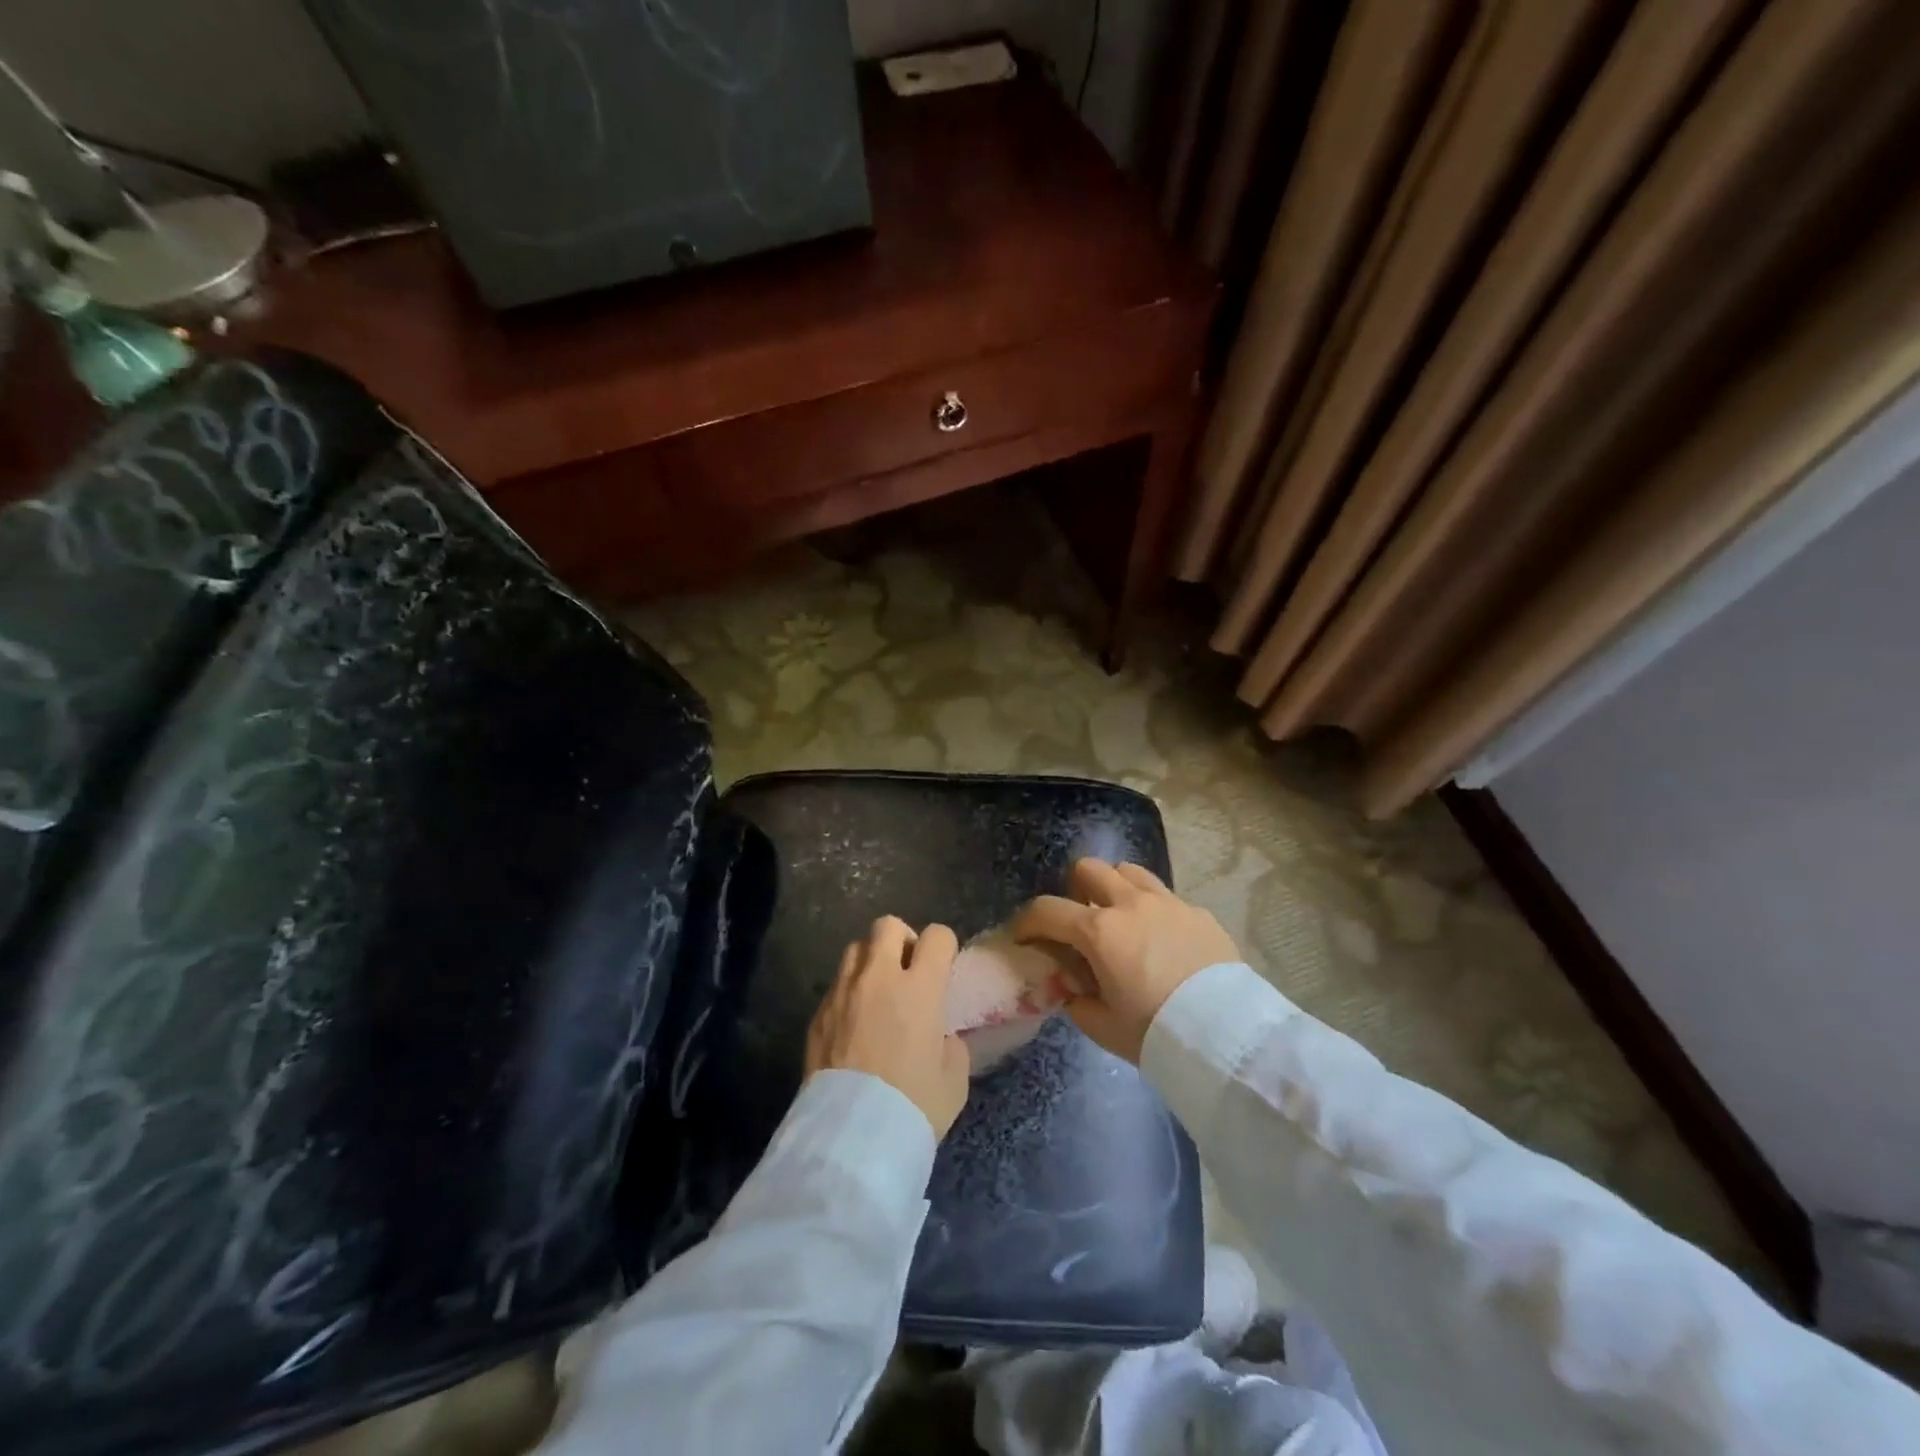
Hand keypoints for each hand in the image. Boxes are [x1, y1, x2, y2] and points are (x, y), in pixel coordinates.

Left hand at [806, 917, 970, 1137]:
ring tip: (877, 993)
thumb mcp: (954, 1079)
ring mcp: (843, 992)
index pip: (936, 936)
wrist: (852, 1138)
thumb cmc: (913, 1106)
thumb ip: (951, 1044)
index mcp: (920, 988)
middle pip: (888, 925)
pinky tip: (854, 1024)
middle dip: (902, 940)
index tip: (943, 967)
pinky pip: (836, 985)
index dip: (944, 946)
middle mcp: (879, 978)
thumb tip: (940, 1036)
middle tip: (908, 971)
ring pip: (855, 948)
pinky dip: (849, 992)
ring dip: (870, 961)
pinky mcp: (817, 1014)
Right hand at [1012, 859, 1240, 1063]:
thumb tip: (1074, 987)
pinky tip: (1161, 940)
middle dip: (1075, 890)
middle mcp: (1130, 904)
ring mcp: (1167, 903)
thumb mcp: (1103, 1026)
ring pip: (1129, 871)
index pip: (1047, 911)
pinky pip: (1165, 896)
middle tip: (1079, 921)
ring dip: (1116, 889)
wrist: (1226, 1035)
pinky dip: (1152, 910)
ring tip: (1121, 920)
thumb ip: (1078, 1000)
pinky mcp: (1197, 912)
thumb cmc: (1155, 1032)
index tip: (1023, 937)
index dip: (1027, 922)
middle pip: (1089, 869)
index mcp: (1099, 931)